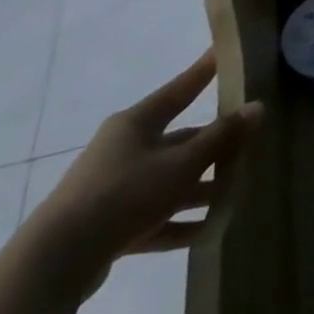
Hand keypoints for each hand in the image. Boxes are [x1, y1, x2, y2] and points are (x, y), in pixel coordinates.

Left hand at [24, 51, 262, 299]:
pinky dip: (180, 222)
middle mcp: (124, 149)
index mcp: (136, 124)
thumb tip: (257, 106)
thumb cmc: (124, 194)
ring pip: (170, 180)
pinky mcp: (111, 224)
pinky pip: (155, 217)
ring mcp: (115, 187)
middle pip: (180, 140)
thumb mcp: (181, 164)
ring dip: (201, 188)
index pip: (180, 89)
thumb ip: (221, 137)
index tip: (224, 52)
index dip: (204, 71)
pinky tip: (207, 231)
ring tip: (236, 194)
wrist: (57, 262)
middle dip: (215, 146)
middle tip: (250, 143)